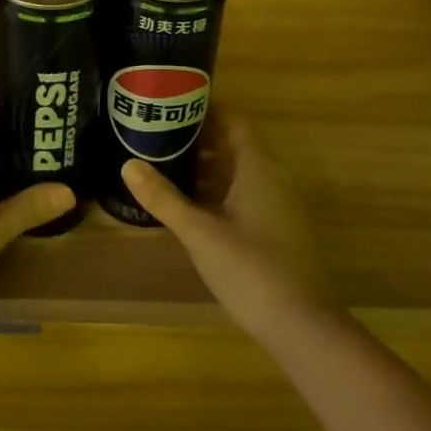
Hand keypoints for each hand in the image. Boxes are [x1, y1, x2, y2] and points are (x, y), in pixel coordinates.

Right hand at [121, 111, 337, 340]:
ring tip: (167, 164)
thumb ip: (163, 198)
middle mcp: (273, 178)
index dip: (207, 107)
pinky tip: (191, 205)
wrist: (303, 327)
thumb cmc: (251, 269)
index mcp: (258, 167)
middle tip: (160, 133)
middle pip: (235, 143)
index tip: (174, 102)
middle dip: (200, 137)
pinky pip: (245, 194)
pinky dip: (218, 190)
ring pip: (240, 171)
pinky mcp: (277, 230)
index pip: (234, 120)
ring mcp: (278, 206)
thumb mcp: (199, 232)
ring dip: (208, 165)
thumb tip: (128, 164)